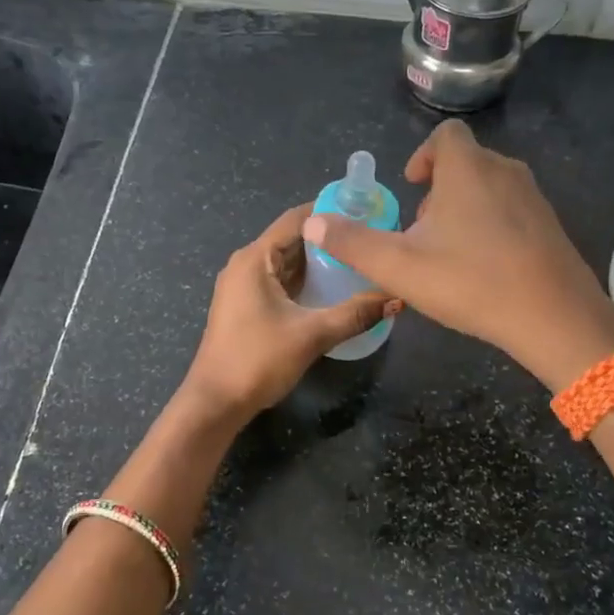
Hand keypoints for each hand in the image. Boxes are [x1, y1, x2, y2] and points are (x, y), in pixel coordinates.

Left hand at [181, 202, 397, 420]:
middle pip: (293, 239)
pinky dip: (305, 281)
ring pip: (287, 263)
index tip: (366, 213)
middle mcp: (246, 264)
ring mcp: (243, 285)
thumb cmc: (257, 361)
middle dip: (329, 239)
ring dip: (319, 262)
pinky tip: (333, 290)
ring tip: (359, 262)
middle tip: (370, 240)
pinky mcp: (246, 305)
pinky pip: (280, 281)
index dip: (331, 212)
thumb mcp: (312, 335)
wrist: (215, 402)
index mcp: (255, 258)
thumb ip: (355, 314)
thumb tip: (397, 298)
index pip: (297, 218)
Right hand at [302, 120, 613, 388]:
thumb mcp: (398, 267)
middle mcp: (505, 171)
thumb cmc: (470, 282)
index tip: (411, 187)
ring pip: (490, 186)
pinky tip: (484, 267)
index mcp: (467, 169)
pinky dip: (491, 224)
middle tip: (421, 228)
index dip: (423, 154)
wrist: (554, 317)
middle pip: (467, 161)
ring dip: (465, 207)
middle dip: (439, 187)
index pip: (446, 135)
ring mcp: (534, 198)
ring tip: (448, 250)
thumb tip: (312, 223)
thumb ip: (352, 243)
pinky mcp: (551, 225)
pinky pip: (512, 210)